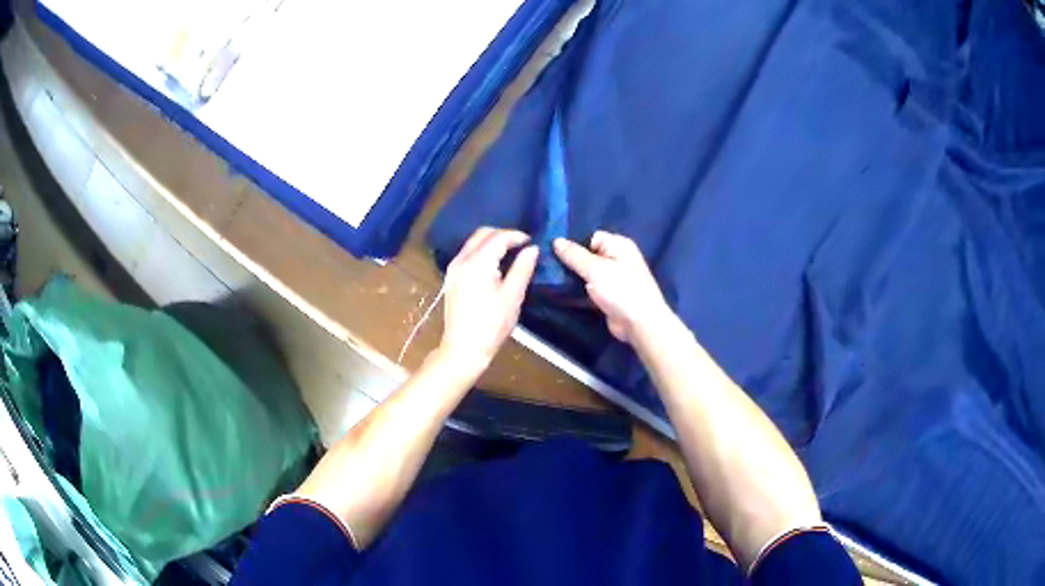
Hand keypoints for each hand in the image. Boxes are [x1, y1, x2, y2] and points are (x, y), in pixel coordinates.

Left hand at [438, 228, 538, 374]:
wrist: (463, 348)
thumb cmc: (491, 325)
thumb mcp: (512, 297)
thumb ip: (523, 269)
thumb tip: (532, 249)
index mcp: (477, 263)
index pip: (498, 237)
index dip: (517, 236)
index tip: (532, 242)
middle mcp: (461, 260)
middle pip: (482, 233)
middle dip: (503, 235)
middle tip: (522, 245)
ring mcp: (453, 268)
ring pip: (473, 242)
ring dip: (492, 242)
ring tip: (512, 253)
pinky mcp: (451, 277)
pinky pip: (468, 253)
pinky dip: (483, 251)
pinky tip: (496, 265)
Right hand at [554, 232, 671, 343]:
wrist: (639, 323)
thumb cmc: (621, 290)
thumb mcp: (595, 269)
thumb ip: (574, 255)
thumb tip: (556, 240)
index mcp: (618, 245)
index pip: (591, 237)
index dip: (574, 244)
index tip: (553, 252)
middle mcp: (616, 258)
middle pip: (588, 255)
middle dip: (571, 261)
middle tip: (548, 266)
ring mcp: (613, 278)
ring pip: (587, 273)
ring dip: (573, 277)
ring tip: (550, 279)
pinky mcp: (608, 295)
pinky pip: (589, 288)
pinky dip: (578, 290)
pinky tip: (561, 292)